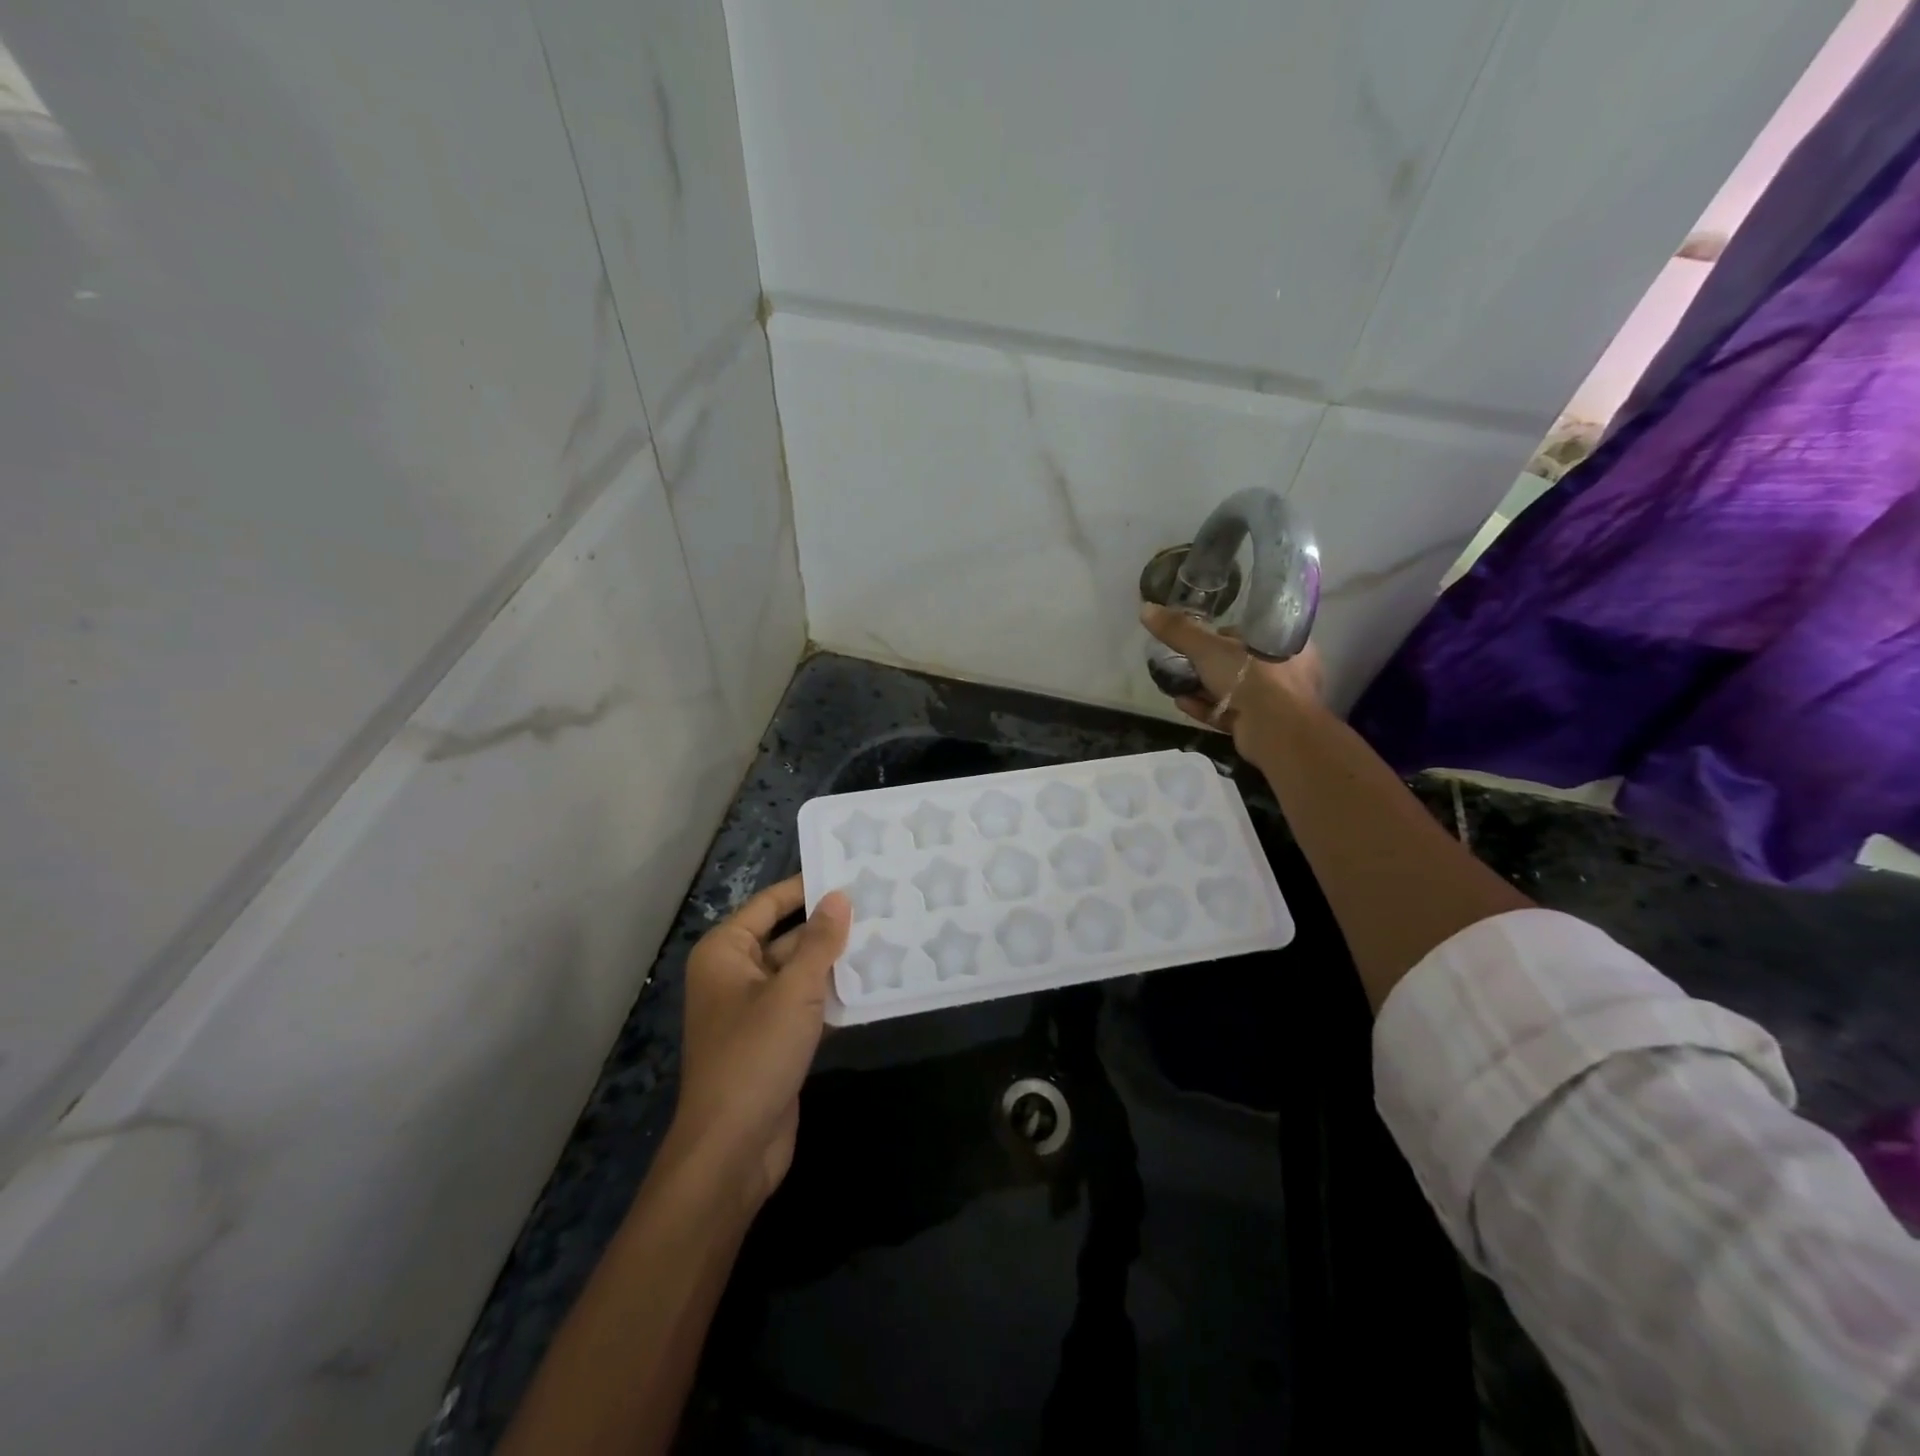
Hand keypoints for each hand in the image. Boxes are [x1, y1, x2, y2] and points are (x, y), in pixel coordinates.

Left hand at [669, 876, 850, 1208]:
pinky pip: (806, 1003)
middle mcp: (736, 974)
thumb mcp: (793, 991)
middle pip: (788, 936)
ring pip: (801, 972)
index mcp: (726, 952)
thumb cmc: (755, 1056)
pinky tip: (874, 982)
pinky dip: (834, 994)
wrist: (733, 1149)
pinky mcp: (774, 1039)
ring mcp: (755, 1009)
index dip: (808, 887)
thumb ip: (819, 942)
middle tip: (880, 902)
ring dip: (836, 960)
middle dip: (830, 925)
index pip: (771, 904)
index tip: (851, 870)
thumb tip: (840, 896)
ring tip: (887, 934)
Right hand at [1140, 604, 1325, 756]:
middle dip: (1208, 667)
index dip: (1224, 636)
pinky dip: (1206, 708)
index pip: (1252, 634)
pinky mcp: (1260, 727)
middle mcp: (1286, 672)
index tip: (1200, 639)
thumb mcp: (1209, 648)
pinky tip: (1182, 703)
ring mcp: (1275, 703)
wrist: (1275, 732)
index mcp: (1285, 644)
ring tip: (1176, 685)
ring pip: (1233, 691)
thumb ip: (1179, 631)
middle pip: (1239, 664)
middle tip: (1182, 664)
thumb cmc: (1252, 677)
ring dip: (1203, 689)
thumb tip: (1146, 609)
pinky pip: (1229, 714)